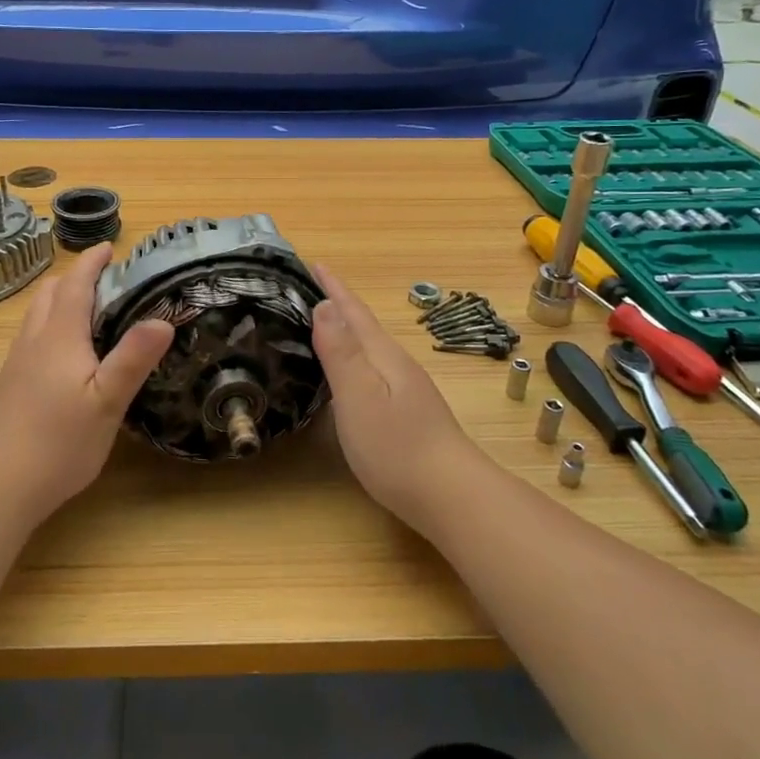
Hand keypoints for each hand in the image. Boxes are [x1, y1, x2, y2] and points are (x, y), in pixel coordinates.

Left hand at [0, 242, 173, 524]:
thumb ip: (133, 359)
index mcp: (59, 336)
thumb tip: (164, 319)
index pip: (74, 284)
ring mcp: (17, 364)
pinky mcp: (9, 386)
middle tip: (106, 278)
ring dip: (60, 299)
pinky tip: (66, 353)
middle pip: (49, 293)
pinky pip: (32, 337)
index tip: (110, 246)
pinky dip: (51, 324)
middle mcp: (34, 341)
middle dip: (75, 277)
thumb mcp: (106, 403)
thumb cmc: (56, 443)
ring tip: (89, 309)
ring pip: (37, 315)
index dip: (91, 262)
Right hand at [310, 265, 480, 531]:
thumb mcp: (359, 396)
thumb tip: (324, 304)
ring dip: (347, 330)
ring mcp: (407, 388)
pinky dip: (355, 357)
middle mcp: (396, 364)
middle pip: (363, 325)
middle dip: (337, 304)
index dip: (333, 287)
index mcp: (383, 355)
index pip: (353, 311)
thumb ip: (341, 352)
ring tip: (323, 324)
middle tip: (309, 288)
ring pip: (370, 348)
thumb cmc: (396, 446)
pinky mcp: (408, 411)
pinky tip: (350, 373)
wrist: (451, 496)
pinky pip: (374, 369)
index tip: (312, 262)